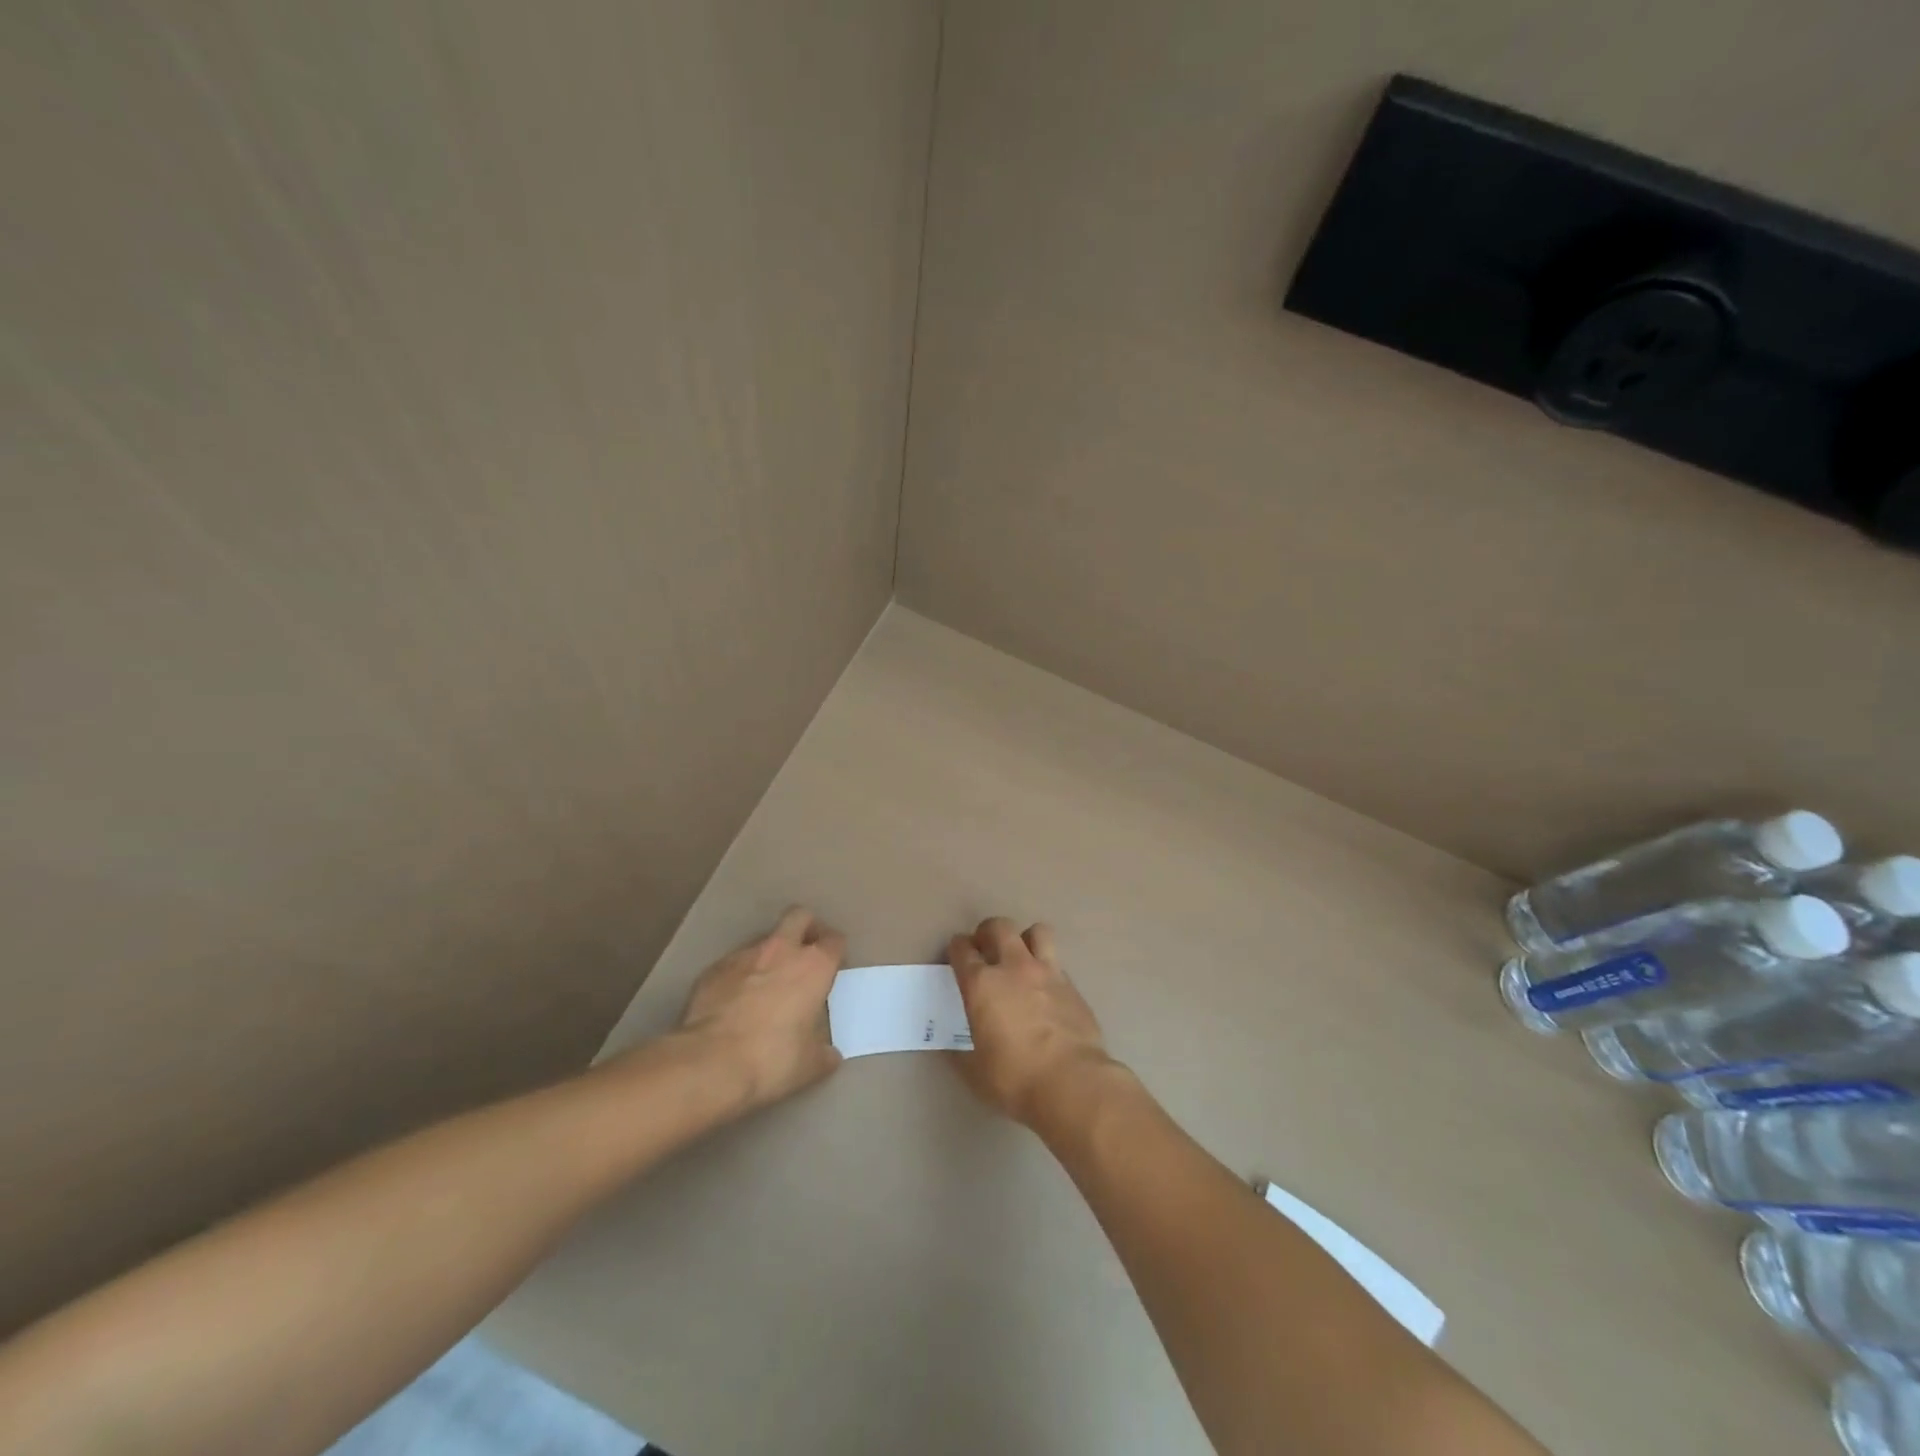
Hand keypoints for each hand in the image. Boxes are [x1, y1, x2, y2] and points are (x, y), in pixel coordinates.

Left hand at [674, 906, 845, 1111]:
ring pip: (764, 939)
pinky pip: (734, 963)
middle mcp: (781, 951)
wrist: (709, 1062)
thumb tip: (829, 1055)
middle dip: (806, 928)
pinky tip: (735, 1001)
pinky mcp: (713, 969)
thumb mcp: (809, 1065)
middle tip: (806, 953)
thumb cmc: (772, 1059)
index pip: (834, 940)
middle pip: (799, 916)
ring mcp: (743, 956)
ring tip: (767, 984)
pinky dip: (740, 975)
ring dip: (771, 954)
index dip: (836, 950)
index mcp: (813, 967)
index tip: (834, 966)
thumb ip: (823, 1053)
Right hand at [948, 918, 1113, 1125]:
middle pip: (999, 927)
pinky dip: (1047, 969)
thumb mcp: (976, 1071)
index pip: (962, 950)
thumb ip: (962, 1053)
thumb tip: (954, 1049)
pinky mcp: (1072, 986)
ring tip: (1021, 957)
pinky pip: (1057, 963)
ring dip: (1025, 939)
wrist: (1072, 1082)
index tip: (956, 952)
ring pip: (1037, 932)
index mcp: (982, 984)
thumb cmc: (1014, 1078)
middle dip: (988, 931)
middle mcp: (1014, 968)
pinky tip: (1046, 990)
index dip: (956, 947)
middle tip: (985, 947)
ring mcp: (1047, 973)